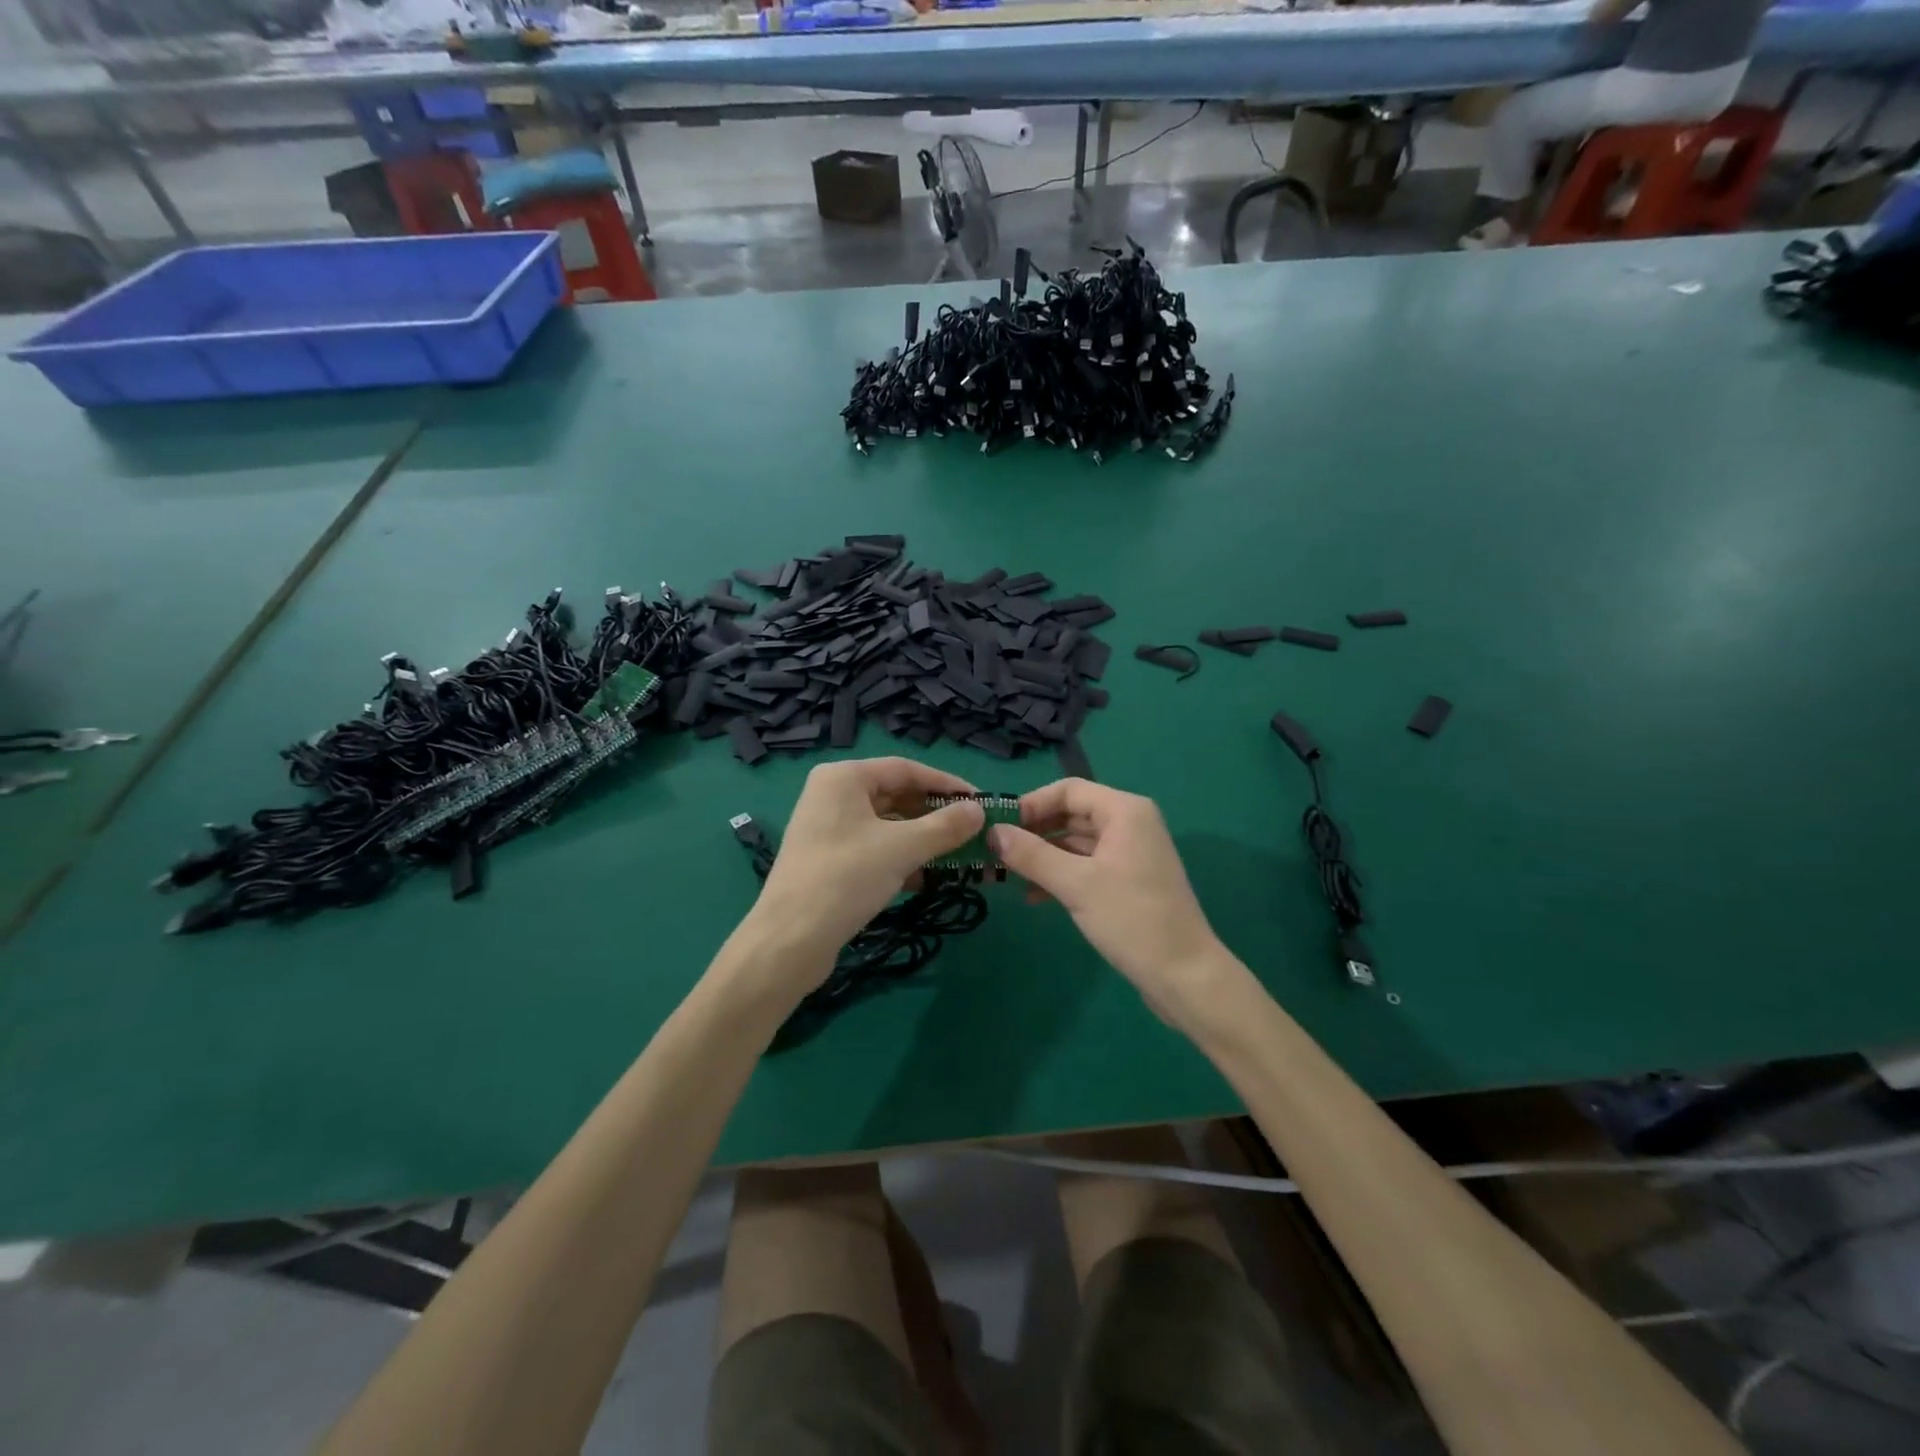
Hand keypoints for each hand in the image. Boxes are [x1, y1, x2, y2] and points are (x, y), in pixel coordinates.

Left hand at [749, 758, 985, 971]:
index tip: (980, 801)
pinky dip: (901, 858)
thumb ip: (945, 826)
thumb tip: (980, 810)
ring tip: (957, 855)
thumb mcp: (903, 848)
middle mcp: (833, 795)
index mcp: (844, 777)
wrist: (789, 941)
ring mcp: (828, 828)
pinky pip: (874, 847)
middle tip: (973, 831)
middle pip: (896, 795)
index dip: (946, 783)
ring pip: (887, 825)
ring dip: (922, 839)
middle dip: (935, 815)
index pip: (906, 769)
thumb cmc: (846, 879)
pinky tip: (926, 879)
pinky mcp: (829, 859)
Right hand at [991, 779, 1235, 1025]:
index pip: (1068, 790)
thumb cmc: (1132, 920)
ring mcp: (1130, 853)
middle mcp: (1130, 824)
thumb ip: (1032, 855)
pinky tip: (1034, 896)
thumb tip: (993, 832)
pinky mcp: (1129, 880)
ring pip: (1076, 842)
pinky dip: (1061, 874)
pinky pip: (1087, 865)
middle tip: (996, 851)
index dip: (1031, 804)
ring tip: (1007, 876)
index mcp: (1124, 811)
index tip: (998, 827)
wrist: (1185, 976)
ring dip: (1043, 856)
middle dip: (1034, 832)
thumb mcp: (1076, 884)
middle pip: (1071, 813)